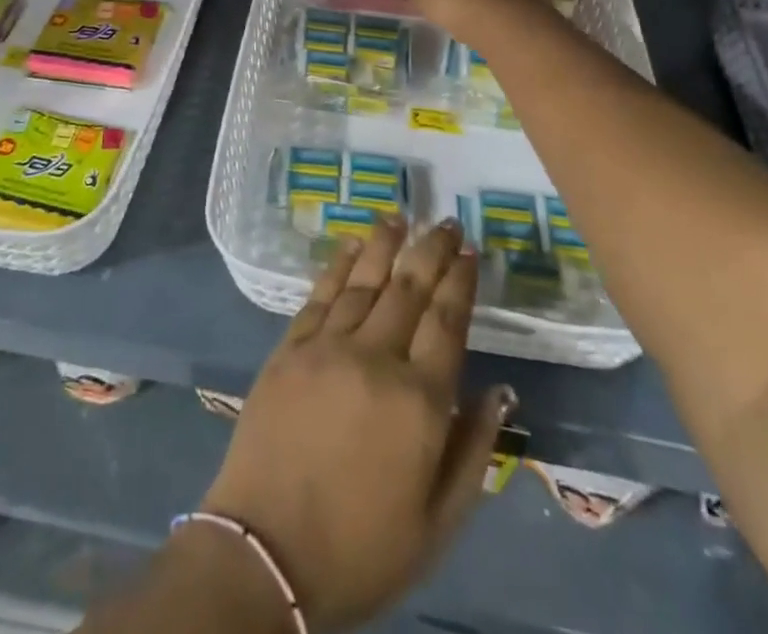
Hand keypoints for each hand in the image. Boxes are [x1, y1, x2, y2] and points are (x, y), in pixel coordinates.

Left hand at [201, 218, 514, 633]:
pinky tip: (351, 245)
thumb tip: (501, 391)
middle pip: (409, 288)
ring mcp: (327, 347)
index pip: (447, 321)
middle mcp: (375, 358)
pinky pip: (320, 294)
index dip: (461, 281)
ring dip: (385, 243)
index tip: (470, 250)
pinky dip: (339, 265)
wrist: (267, 552)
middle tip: (445, 222)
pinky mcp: (289, 348)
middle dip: (431, 250)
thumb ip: (474, 450)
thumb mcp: (438, 522)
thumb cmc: (362, 547)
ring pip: (364, 280)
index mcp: (419, 401)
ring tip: (401, 216)